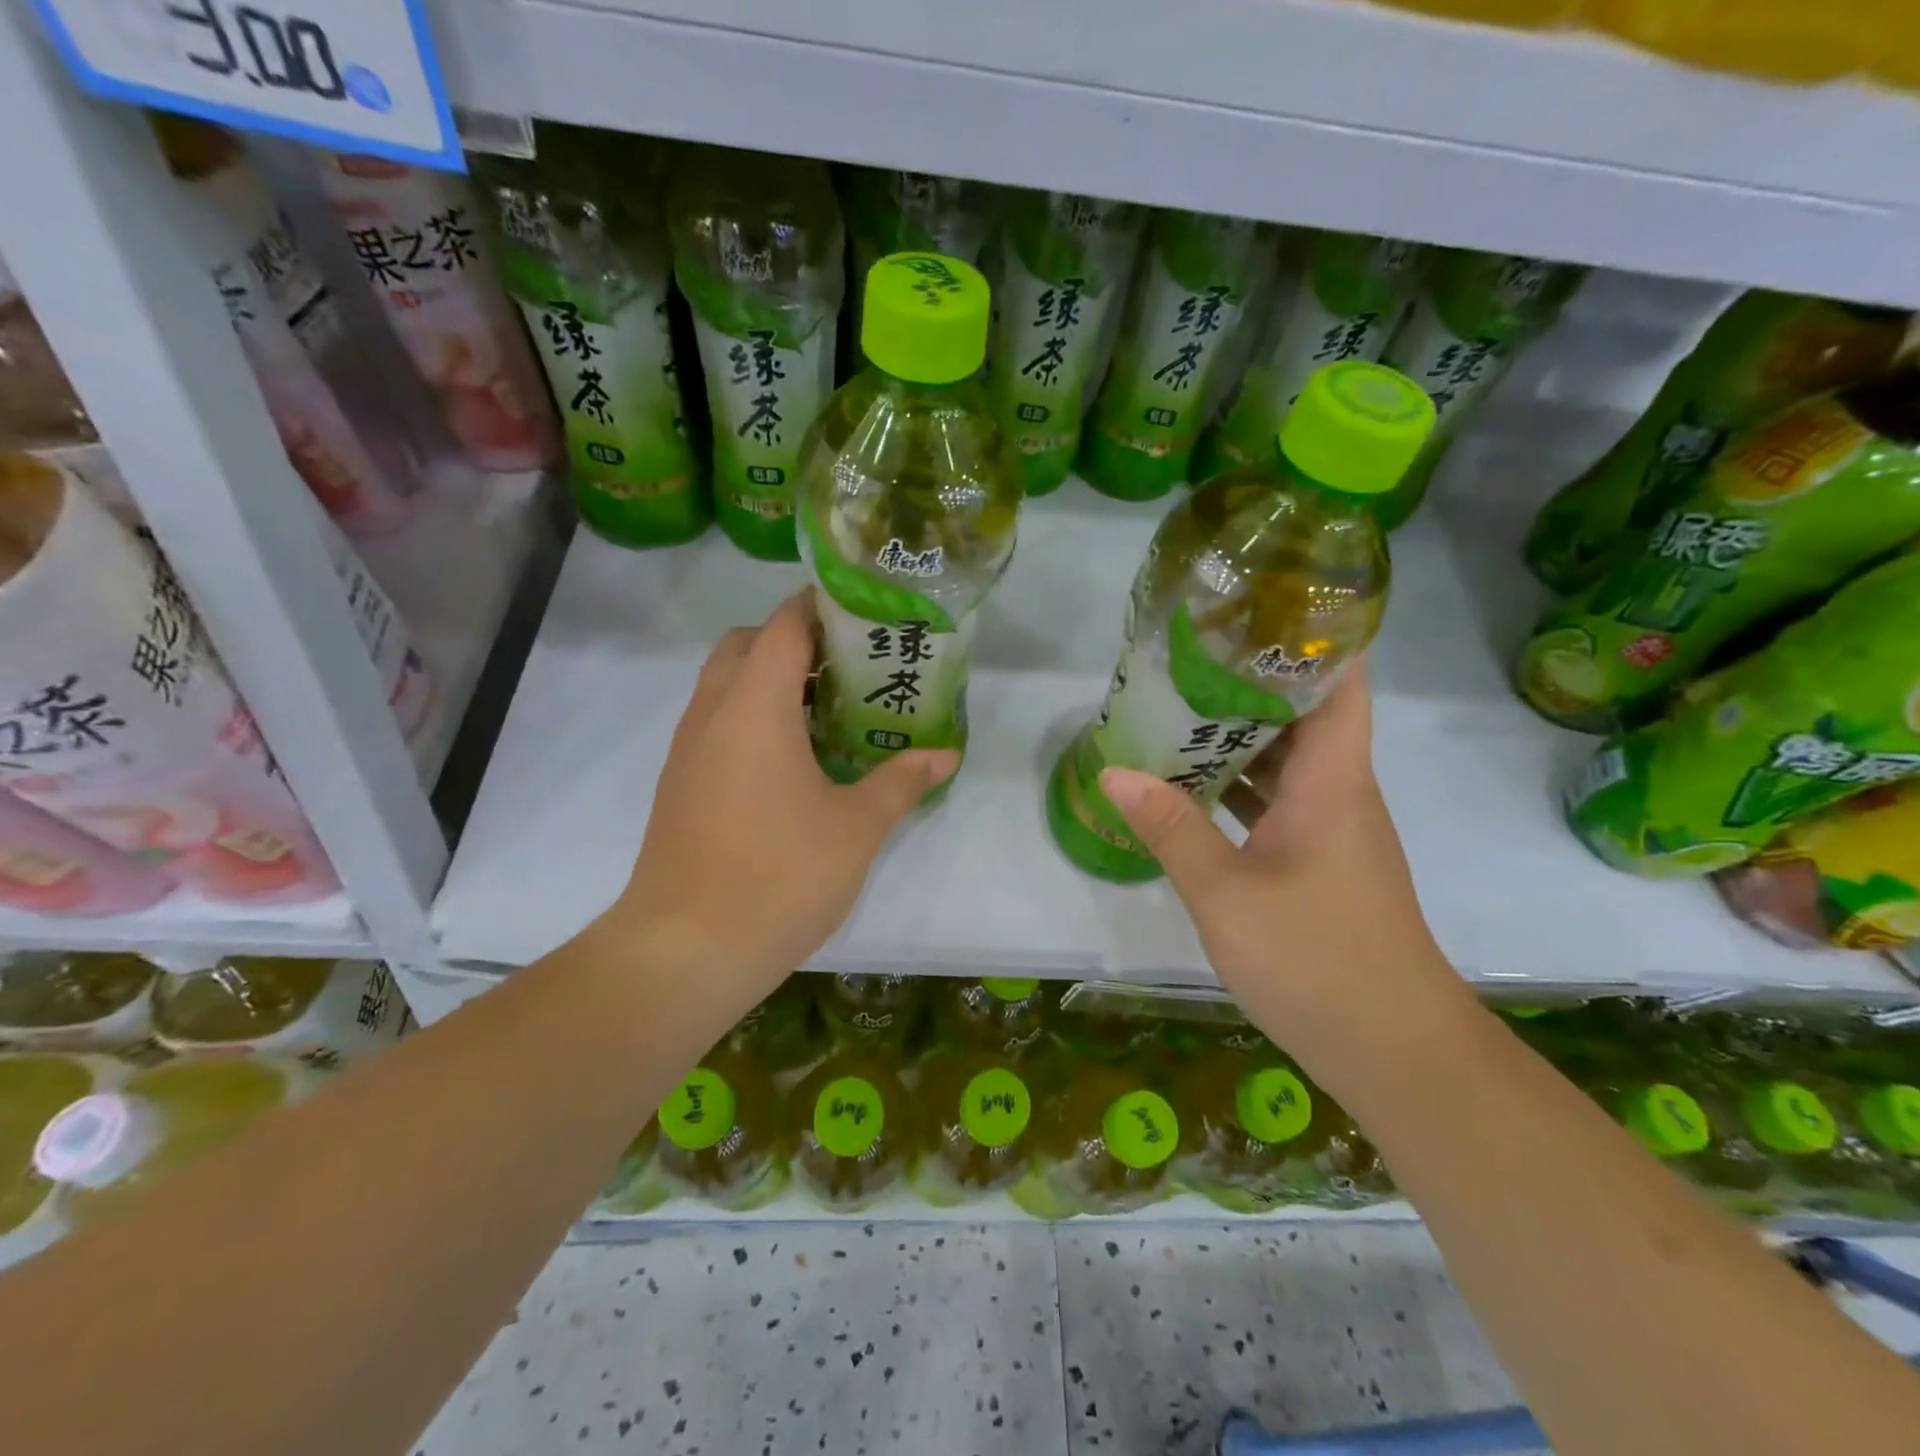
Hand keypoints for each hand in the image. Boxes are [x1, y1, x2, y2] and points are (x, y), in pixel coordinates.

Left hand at [612, 592, 957, 1002]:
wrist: (687, 949)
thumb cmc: (780, 874)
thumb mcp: (857, 827)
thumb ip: (901, 781)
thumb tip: (946, 755)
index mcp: (754, 705)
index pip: (782, 625)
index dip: (820, 607)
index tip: (862, 613)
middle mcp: (712, 712)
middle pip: (745, 644)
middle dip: (793, 641)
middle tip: (847, 667)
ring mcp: (687, 749)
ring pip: (724, 685)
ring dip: (768, 680)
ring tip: (826, 710)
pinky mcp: (679, 784)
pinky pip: (715, 723)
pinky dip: (749, 717)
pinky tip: (790, 761)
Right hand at [1098, 666, 1464, 1047]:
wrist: (1395, 1052)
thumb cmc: (1316, 959)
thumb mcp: (1226, 893)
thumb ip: (1170, 828)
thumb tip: (1114, 772)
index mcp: (1332, 782)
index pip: (1340, 684)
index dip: (1311, 639)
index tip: (1254, 612)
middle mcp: (1339, 794)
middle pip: (1303, 717)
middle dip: (1247, 684)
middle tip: (1183, 660)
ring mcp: (1331, 832)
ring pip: (1286, 764)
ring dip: (1237, 739)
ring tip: (1174, 713)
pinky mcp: (1321, 865)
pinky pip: (1277, 805)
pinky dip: (1239, 788)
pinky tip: (1191, 790)